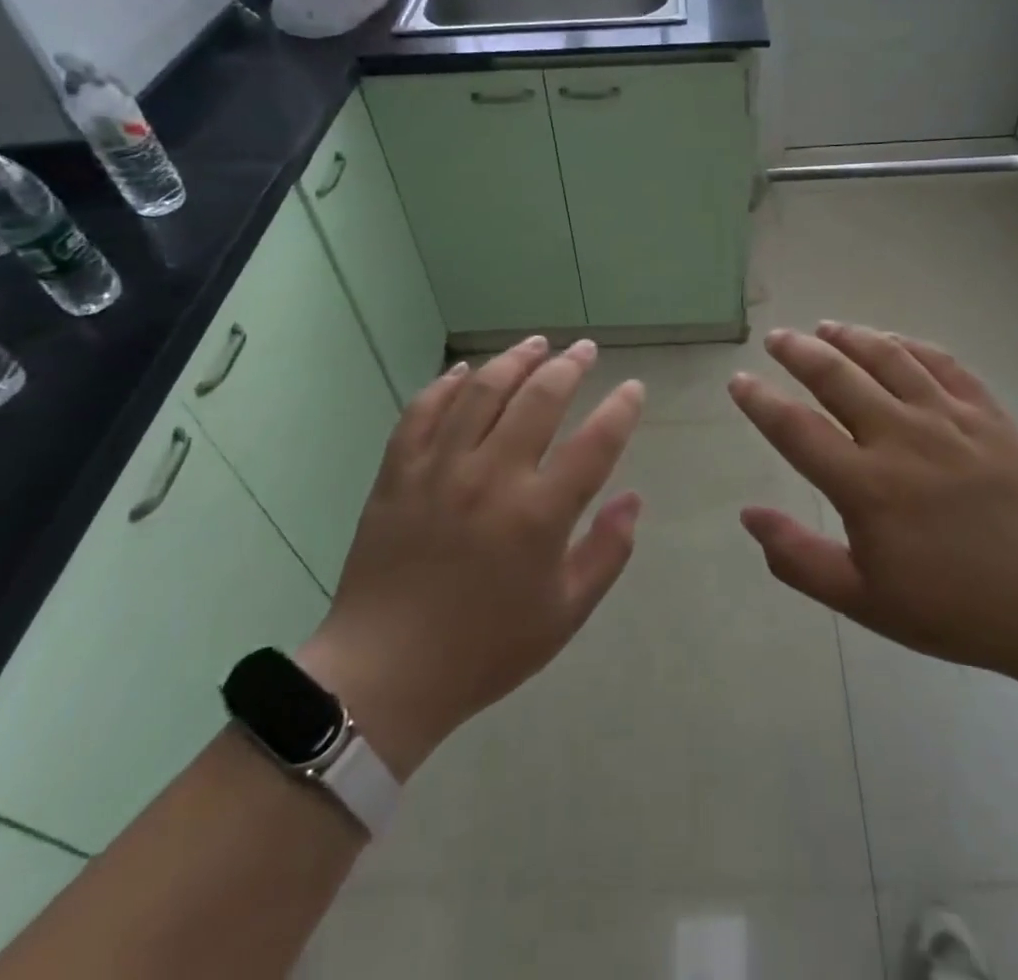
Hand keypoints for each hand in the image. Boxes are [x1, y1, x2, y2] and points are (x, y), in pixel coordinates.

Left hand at [299, 337, 644, 777]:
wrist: (384, 674)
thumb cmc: (484, 649)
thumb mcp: (564, 615)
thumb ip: (606, 553)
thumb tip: (633, 499)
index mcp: (538, 515)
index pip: (596, 443)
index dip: (621, 409)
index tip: (633, 389)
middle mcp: (492, 477)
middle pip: (540, 398)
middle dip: (570, 365)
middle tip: (584, 349)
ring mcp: (440, 469)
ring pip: (483, 391)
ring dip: (514, 359)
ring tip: (536, 343)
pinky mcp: (398, 472)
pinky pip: (422, 411)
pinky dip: (445, 384)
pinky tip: (465, 370)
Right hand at [729, 323, 1017, 688]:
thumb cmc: (956, 609)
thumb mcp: (865, 601)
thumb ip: (798, 558)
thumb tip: (748, 515)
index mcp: (866, 486)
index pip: (795, 428)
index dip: (759, 401)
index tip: (738, 380)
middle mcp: (901, 438)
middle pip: (837, 376)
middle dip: (799, 351)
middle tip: (777, 338)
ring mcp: (949, 419)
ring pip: (888, 358)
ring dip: (850, 336)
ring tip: (826, 327)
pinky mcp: (989, 414)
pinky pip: (942, 363)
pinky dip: (909, 344)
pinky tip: (893, 341)